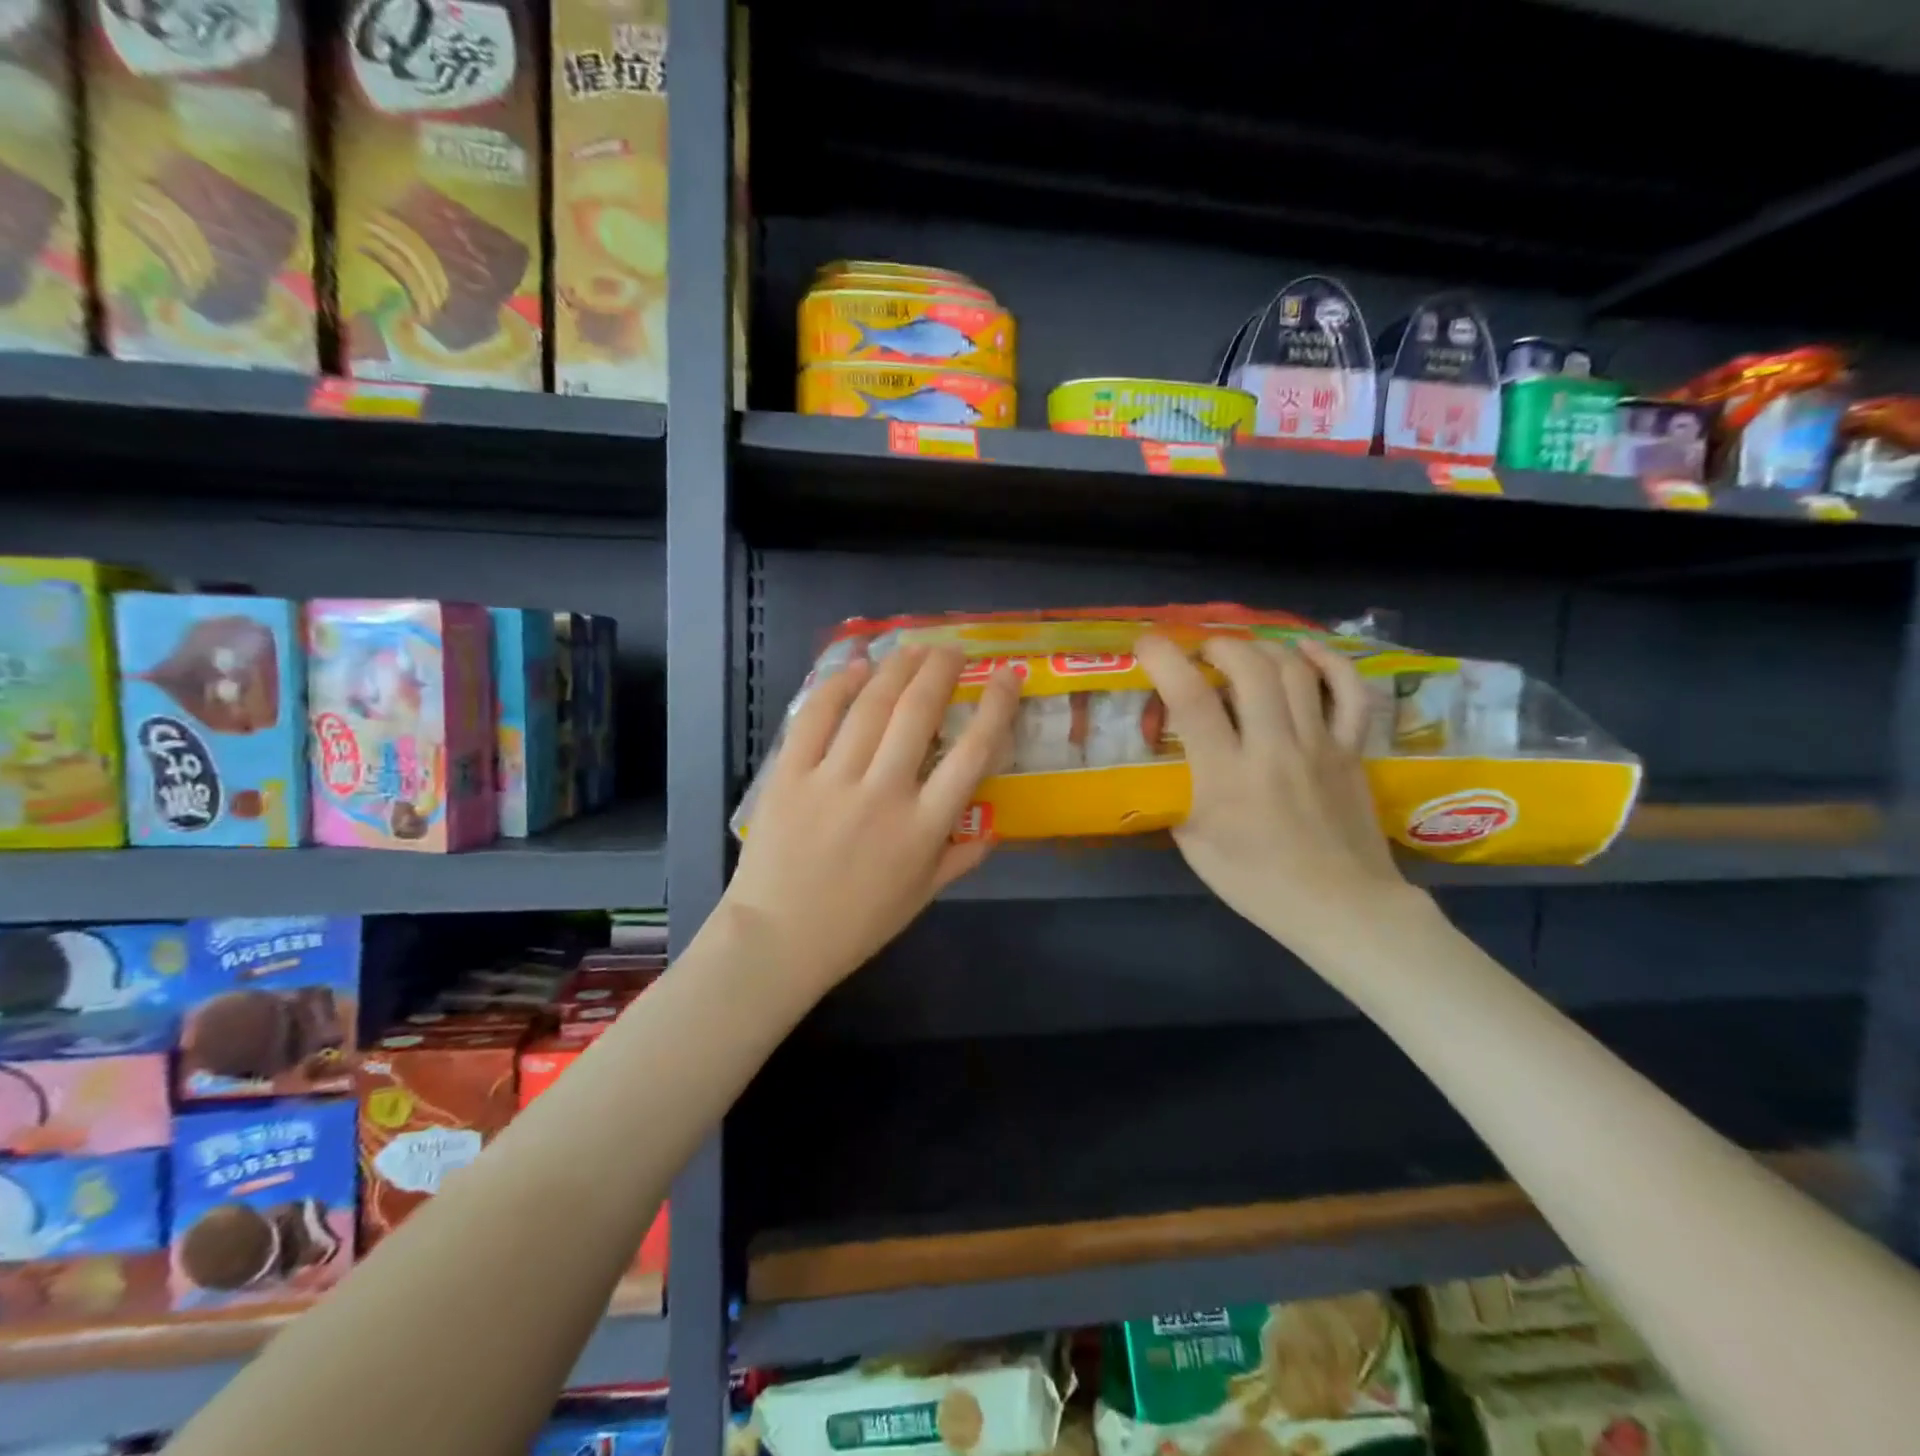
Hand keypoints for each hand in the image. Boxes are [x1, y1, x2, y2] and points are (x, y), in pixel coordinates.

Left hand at [721, 645, 1019, 997]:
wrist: (778, 940)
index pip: (973, 754)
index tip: (1007, 676)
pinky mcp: (790, 775)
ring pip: (872, 706)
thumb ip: (961, 858)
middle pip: (920, 713)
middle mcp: (884, 793)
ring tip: (914, 648)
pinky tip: (856, 669)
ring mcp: (833, 780)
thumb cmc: (856, 924)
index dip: (996, 707)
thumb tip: (994, 828)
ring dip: (897, 667)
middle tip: (952, 649)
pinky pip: (816, 718)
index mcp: (924, 827)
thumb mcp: (921, 897)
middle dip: (941, 670)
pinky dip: (838, 686)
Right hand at [1136, 633, 1417, 956]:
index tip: (1147, 645)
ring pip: (1294, 671)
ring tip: (1241, 654)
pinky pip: (1349, 692)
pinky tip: (1305, 650)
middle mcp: (1274, 748)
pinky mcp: (1351, 750)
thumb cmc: (1258, 883)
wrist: (1342, 907)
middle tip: (1201, 654)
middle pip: (1249, 668)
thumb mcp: (1195, 845)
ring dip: (1261, 649)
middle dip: (1218, 646)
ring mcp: (1320, 745)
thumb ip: (1179, 796)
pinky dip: (1328, 662)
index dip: (1165, 660)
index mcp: (1226, 776)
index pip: (1192, 700)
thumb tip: (1170, 763)